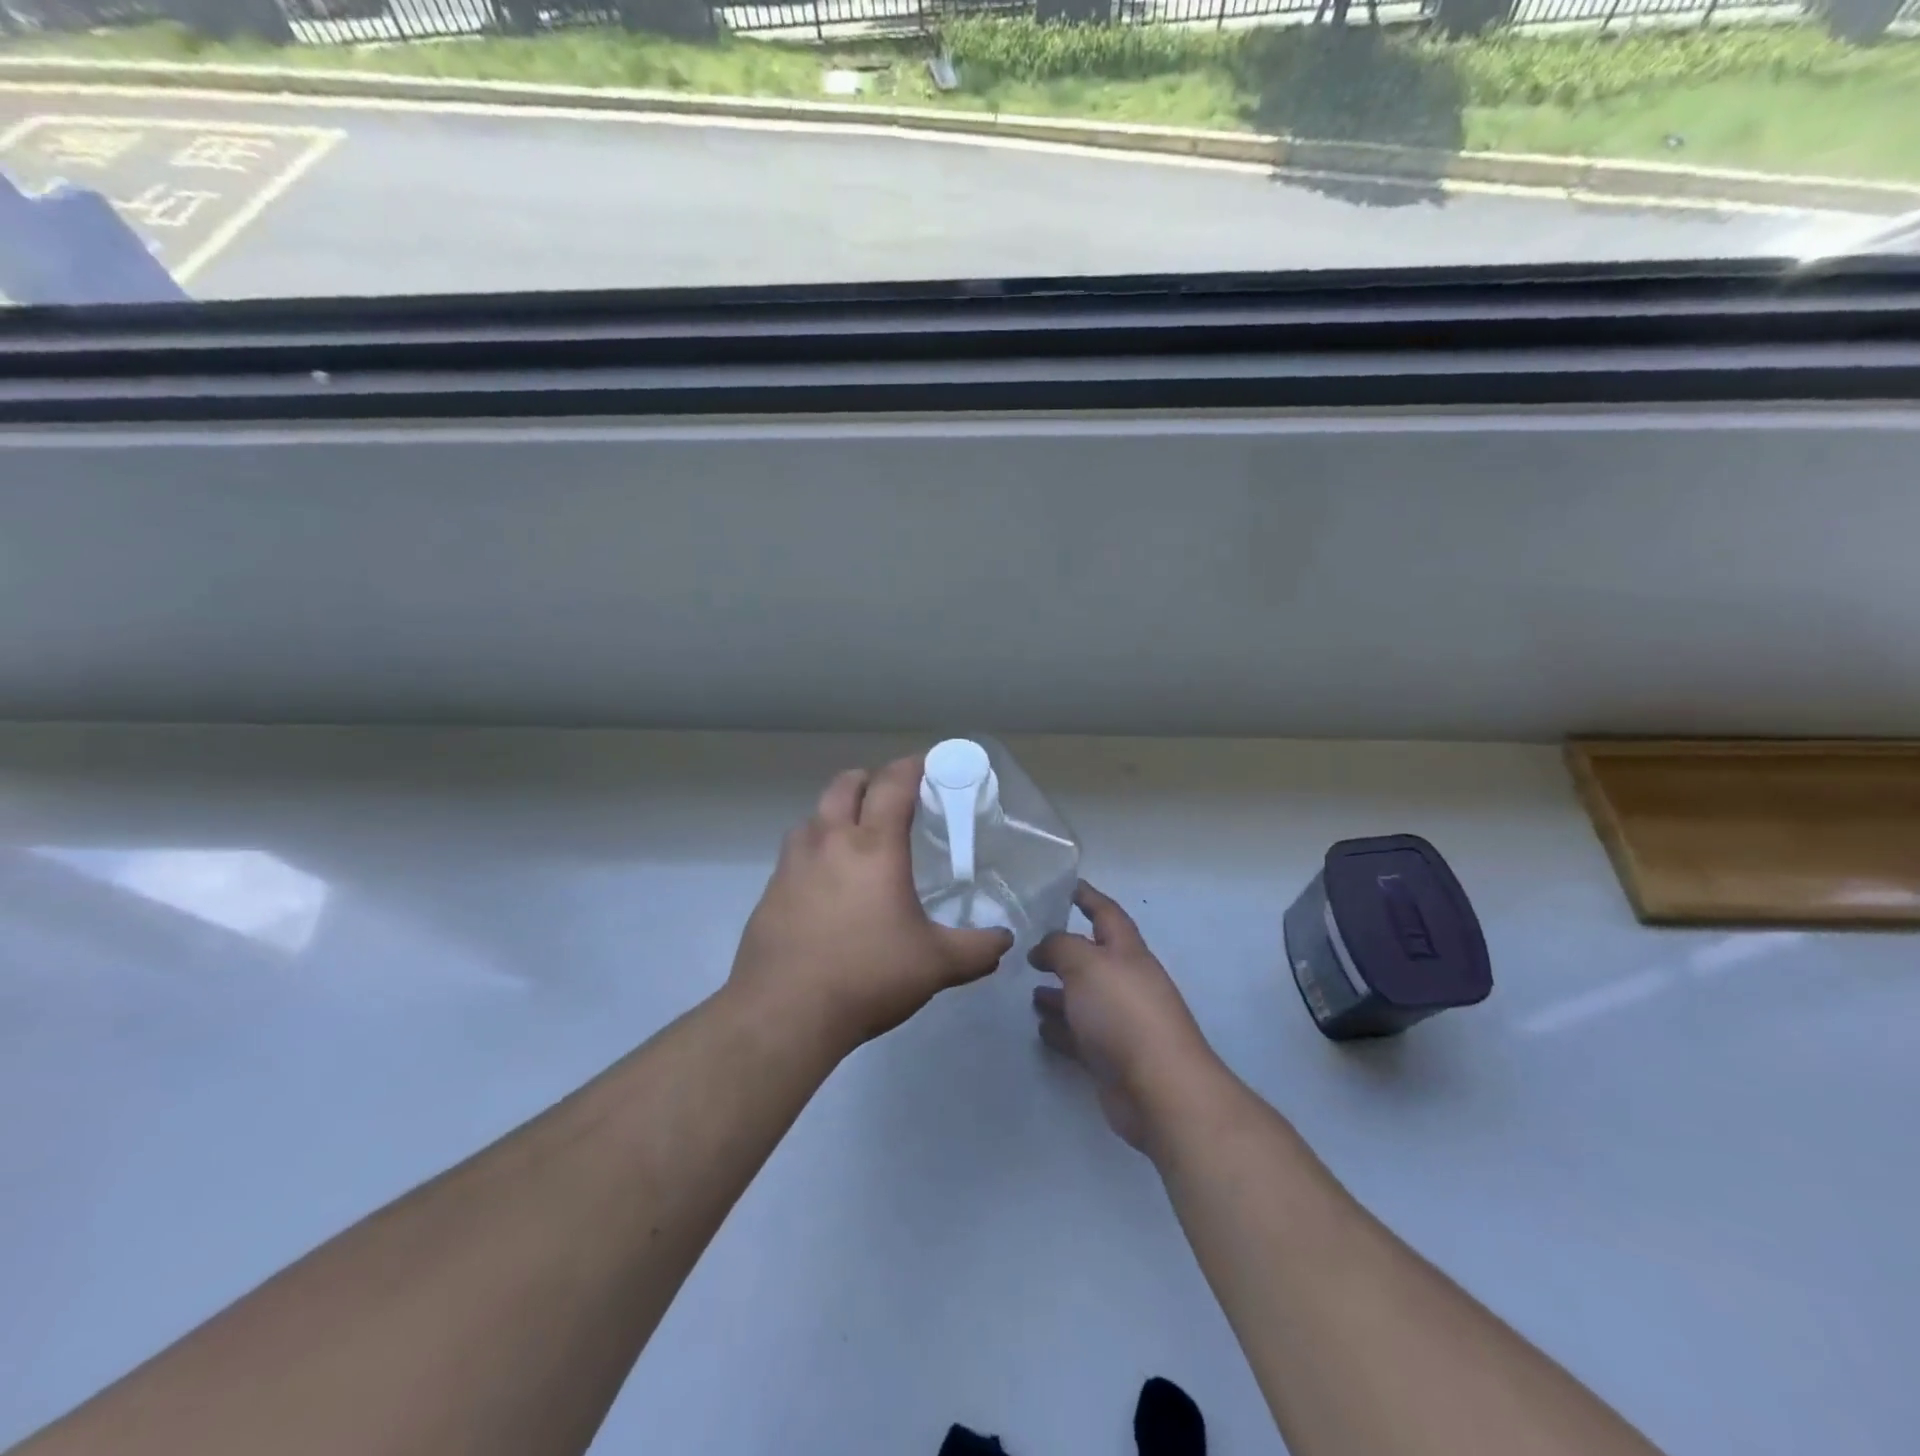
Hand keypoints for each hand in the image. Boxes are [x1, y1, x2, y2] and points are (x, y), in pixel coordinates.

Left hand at [730, 755, 1014, 1051]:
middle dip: (871, 779)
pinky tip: (826, 884)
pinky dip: (815, 849)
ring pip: (815, 814)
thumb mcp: (935, 965)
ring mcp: (793, 863)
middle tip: (891, 798)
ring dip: (837, 812)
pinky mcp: (770, 889)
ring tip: (856, 839)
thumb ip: (977, 949)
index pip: (893, 784)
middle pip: (846, 784)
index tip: (928, 764)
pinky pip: (796, 852)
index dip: (912, 766)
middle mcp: (830, 841)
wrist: (784, 1012)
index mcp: (874, 846)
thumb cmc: (867, 975)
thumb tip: (1004, 941)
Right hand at [1030, 882, 1218, 1151]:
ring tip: (1030, 989)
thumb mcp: (1085, 964)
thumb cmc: (1123, 1013)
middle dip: (1065, 951)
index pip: (1106, 914)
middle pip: (1093, 958)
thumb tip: (1043, 948)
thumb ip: (1060, 947)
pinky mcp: (1112, 1058)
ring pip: (1084, 999)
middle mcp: (1127, 983)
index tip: (1067, 885)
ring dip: (1059, 992)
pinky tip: (1041, 1027)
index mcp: (1127, 952)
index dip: (1088, 897)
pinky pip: (1080, 1035)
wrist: (1159, 1089)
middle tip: (1031, 946)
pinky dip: (1061, 1028)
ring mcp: (1121, 1022)